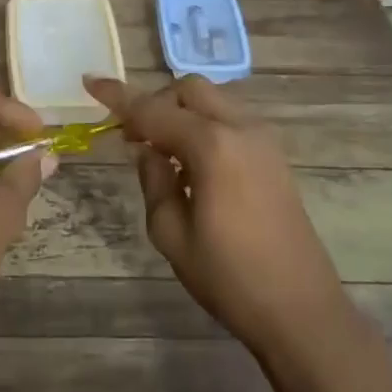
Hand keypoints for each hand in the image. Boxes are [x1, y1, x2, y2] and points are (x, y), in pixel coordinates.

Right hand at [84, 75, 350, 363]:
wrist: (301, 310)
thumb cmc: (229, 277)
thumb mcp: (170, 233)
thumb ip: (153, 180)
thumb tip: (147, 149)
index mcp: (212, 145)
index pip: (153, 109)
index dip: (118, 96)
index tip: (90, 81)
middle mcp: (241, 129)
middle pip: (190, 89)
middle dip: (156, 101)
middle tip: (134, 137)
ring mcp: (263, 140)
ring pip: (213, 101)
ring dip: (182, 113)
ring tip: (163, 154)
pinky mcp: (274, 156)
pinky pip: (230, 120)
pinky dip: (205, 126)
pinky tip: (193, 166)